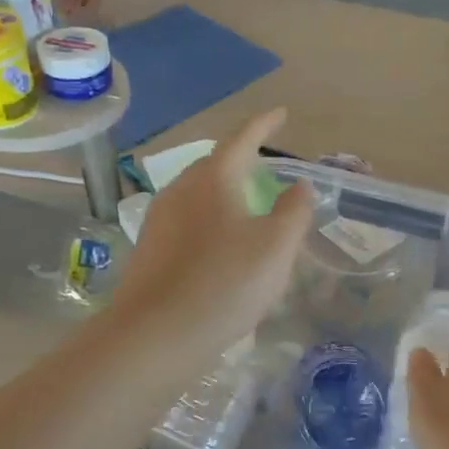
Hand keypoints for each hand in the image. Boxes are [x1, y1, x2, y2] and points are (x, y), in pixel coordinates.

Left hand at [114, 109, 314, 353]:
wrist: (155, 335)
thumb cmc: (225, 284)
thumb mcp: (276, 248)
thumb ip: (293, 211)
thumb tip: (299, 187)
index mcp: (212, 179)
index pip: (242, 139)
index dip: (264, 124)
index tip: (281, 113)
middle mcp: (180, 190)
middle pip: (214, 165)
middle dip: (241, 161)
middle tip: (265, 167)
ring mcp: (159, 220)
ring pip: (198, 195)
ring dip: (224, 194)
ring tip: (246, 207)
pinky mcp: (149, 250)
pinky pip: (187, 222)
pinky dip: (210, 222)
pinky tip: (220, 247)